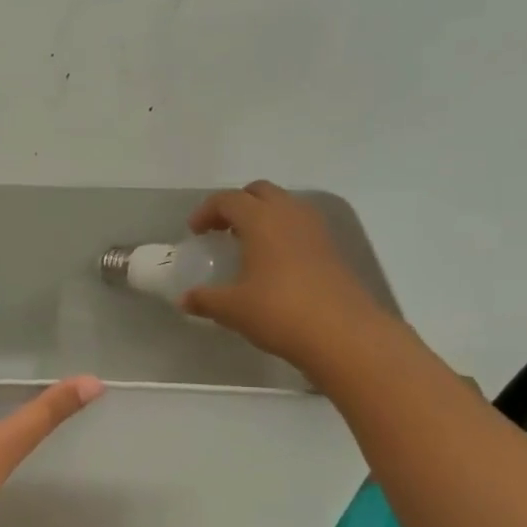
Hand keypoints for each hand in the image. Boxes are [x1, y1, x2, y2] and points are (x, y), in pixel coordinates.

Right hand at [181, 181, 395, 381]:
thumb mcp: (232, 309)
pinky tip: (273, 263)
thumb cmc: (278, 312)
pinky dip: (282, 232)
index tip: (194, 233)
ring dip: (262, 216)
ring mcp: (316, 230)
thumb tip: (184, 300)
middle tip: (220, 230)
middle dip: (237, 205)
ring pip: (285, 206)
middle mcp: (290, 214)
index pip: (228, 200)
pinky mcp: (332, 249)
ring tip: (247, 244)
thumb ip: (205, 300)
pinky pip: (300, 226)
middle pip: (260, 192)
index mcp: (261, 220)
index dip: (206, 211)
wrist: (342, 334)